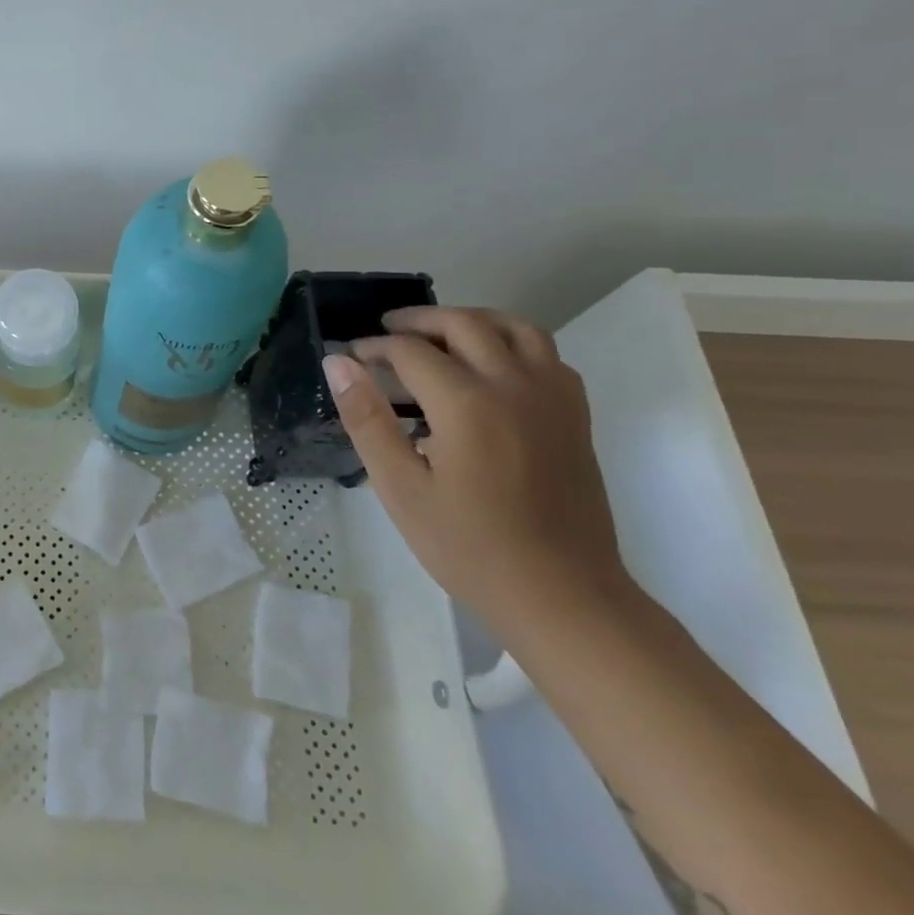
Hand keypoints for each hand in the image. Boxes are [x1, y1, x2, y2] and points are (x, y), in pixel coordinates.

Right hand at [324, 306, 633, 636]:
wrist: (561, 594)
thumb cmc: (468, 546)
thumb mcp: (400, 488)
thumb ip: (366, 419)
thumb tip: (338, 363)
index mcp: (466, 403)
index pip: (411, 351)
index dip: (375, 348)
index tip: (352, 357)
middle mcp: (514, 385)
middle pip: (464, 324)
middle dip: (419, 320)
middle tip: (386, 332)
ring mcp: (553, 397)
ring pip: (514, 327)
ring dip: (471, 320)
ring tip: (439, 335)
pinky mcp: (575, 415)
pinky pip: (546, 354)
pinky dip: (512, 342)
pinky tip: (490, 367)